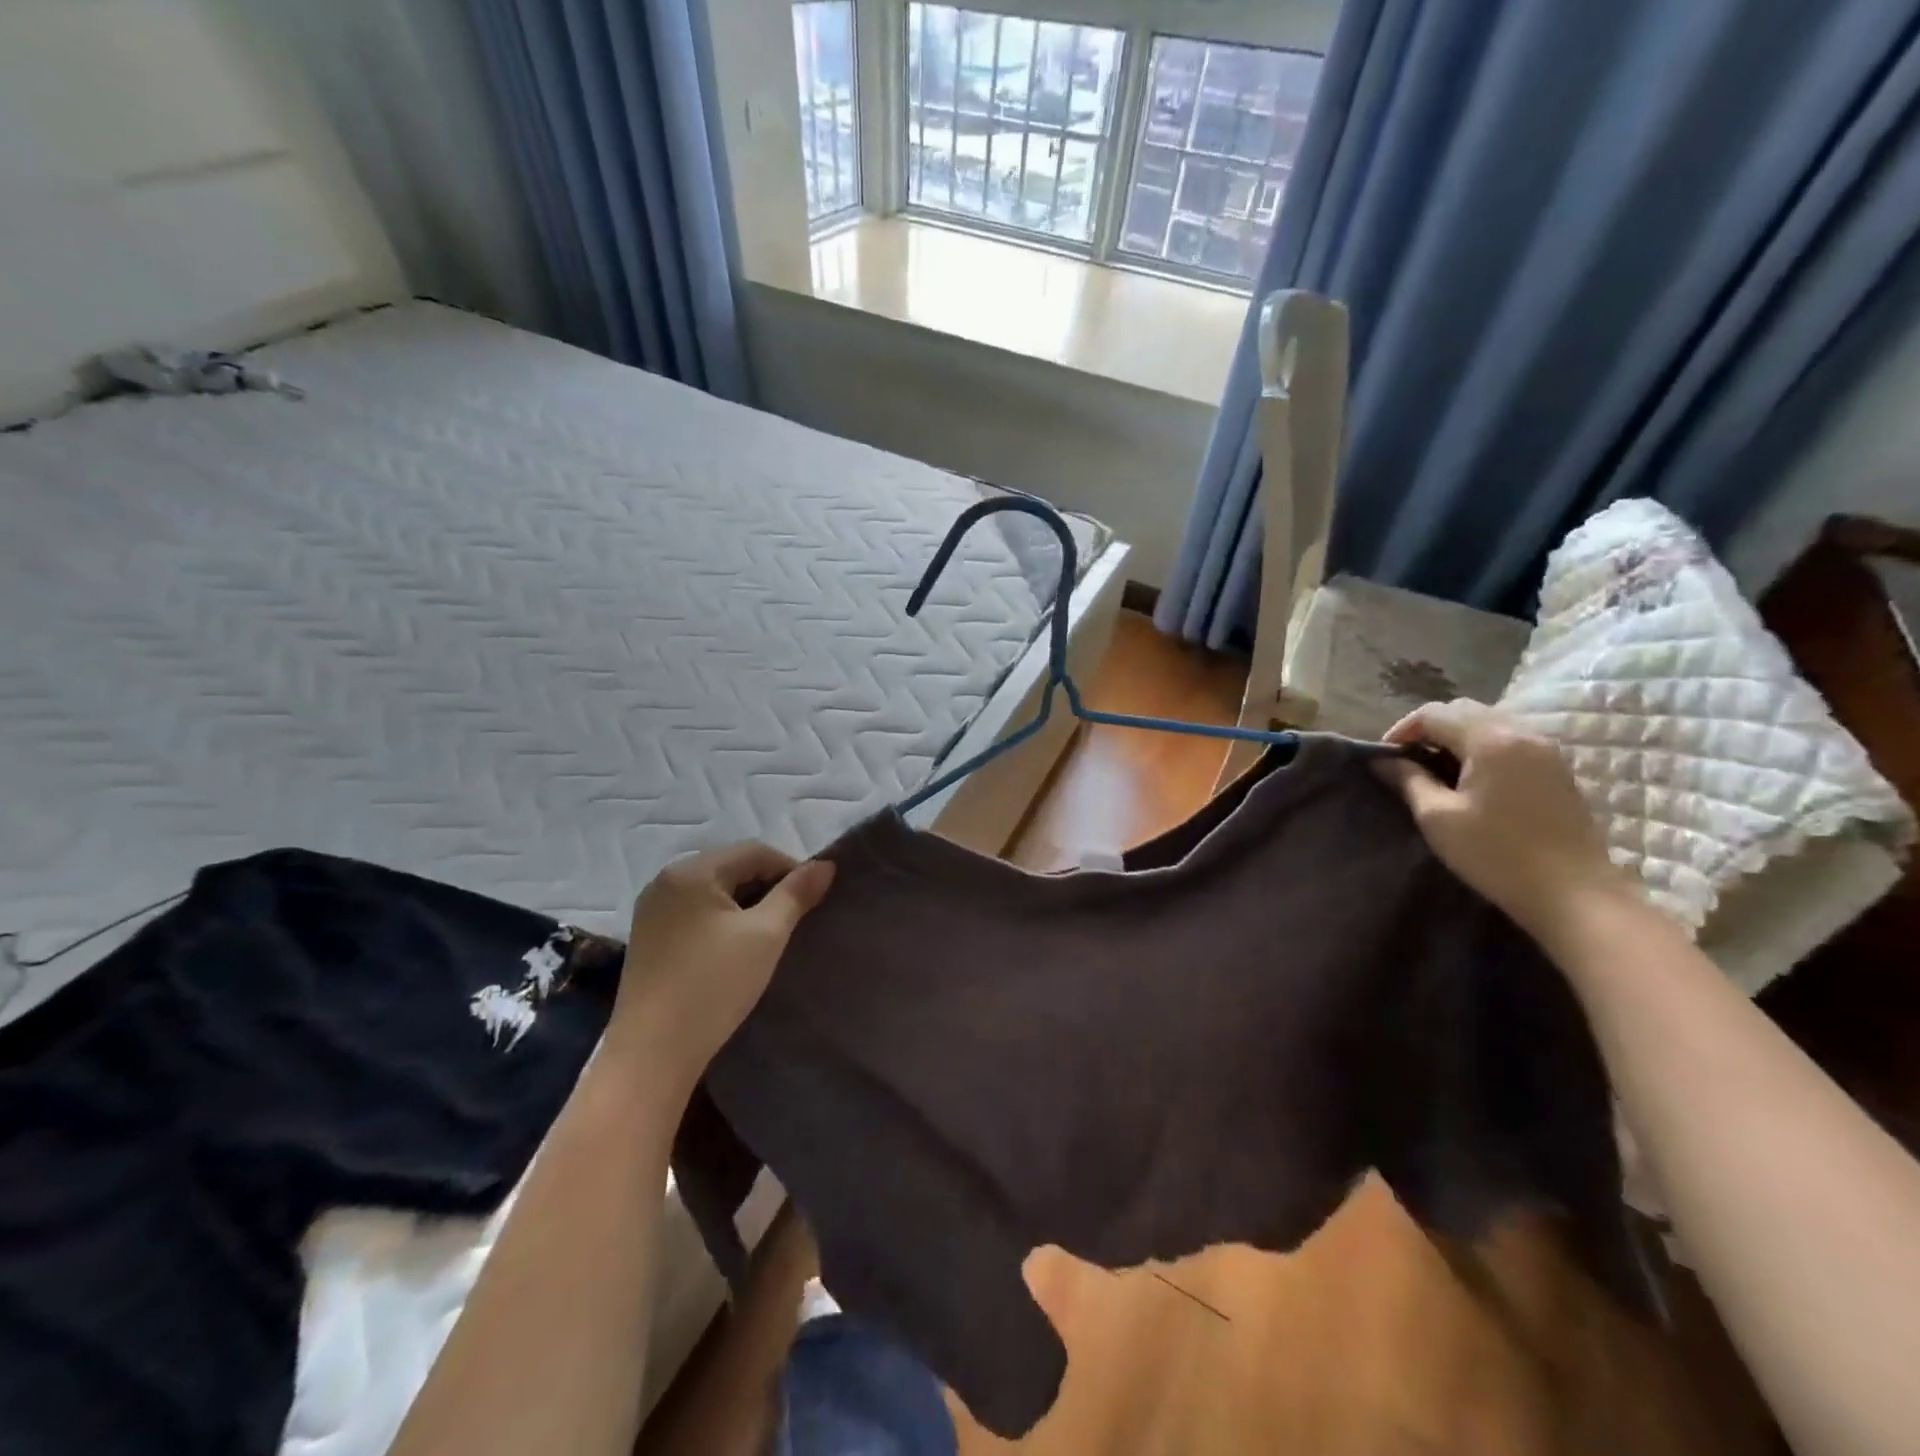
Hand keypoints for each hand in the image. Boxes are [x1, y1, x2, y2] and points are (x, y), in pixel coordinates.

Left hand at [612, 842, 834, 1084]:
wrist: (652, 1055)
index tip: (813, 900)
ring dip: (746, 904)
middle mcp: (665, 880)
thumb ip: (796, 894)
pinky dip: (722, 920)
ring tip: (769, 935)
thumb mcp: (766, 935)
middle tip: (794, 920)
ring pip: (714, 891)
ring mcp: (652, 910)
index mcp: (691, 871)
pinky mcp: (648, 938)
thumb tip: (825, 864)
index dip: (791, 869)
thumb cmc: (714, 986)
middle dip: (768, 886)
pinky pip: (695, 912)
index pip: (755, 851)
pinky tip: (735, 948)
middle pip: (732, 867)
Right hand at [1377, 699, 1629, 942]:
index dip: (1402, 729)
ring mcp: (1546, 750)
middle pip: (1464, 710)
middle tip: (1407, 760)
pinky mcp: (1557, 770)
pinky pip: (1510, 740)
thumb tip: (1383, 760)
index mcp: (1491, 740)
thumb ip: (1408, 780)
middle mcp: (1522, 733)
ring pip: (1489, 723)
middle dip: (1429, 728)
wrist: (1574, 894)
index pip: (1434, 713)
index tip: (1384, 758)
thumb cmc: (1496, 854)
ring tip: (1435, 769)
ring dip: (1456, 737)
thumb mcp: (1438, 818)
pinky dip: (1481, 748)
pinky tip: (1470, 779)